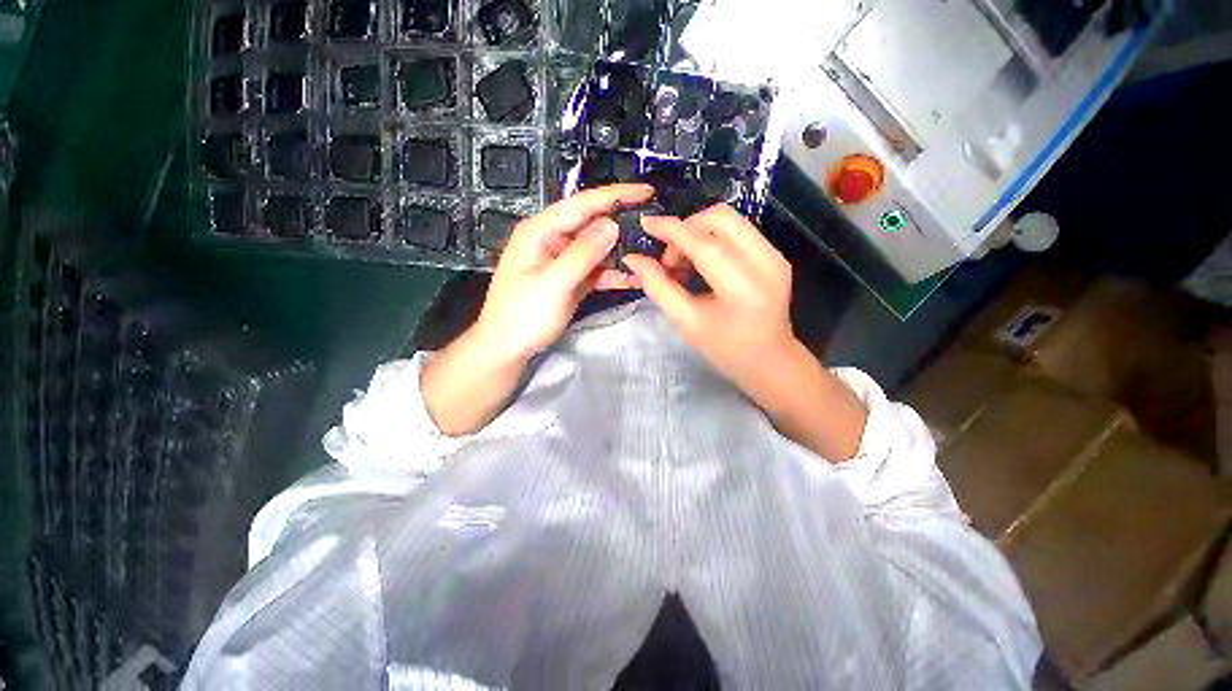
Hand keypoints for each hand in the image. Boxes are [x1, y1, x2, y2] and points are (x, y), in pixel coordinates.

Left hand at [472, 183, 653, 361]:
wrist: (508, 348)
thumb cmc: (522, 315)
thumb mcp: (552, 284)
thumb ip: (582, 254)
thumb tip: (612, 225)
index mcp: (541, 231)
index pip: (582, 205)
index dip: (615, 195)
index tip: (647, 191)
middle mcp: (553, 240)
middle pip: (593, 224)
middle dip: (622, 224)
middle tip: (654, 226)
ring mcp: (563, 260)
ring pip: (598, 248)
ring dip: (621, 251)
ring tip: (650, 254)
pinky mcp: (571, 279)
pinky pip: (596, 269)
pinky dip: (613, 273)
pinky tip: (633, 278)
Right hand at [622, 204, 795, 390]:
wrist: (770, 361)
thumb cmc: (725, 349)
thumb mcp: (686, 322)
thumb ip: (658, 287)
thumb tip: (634, 259)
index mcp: (742, 288)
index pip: (704, 244)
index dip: (672, 230)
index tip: (646, 224)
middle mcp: (766, 263)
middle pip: (721, 217)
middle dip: (687, 228)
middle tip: (671, 258)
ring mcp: (775, 255)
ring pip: (730, 219)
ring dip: (699, 232)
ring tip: (684, 262)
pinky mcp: (776, 254)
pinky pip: (739, 230)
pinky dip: (713, 237)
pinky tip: (702, 262)